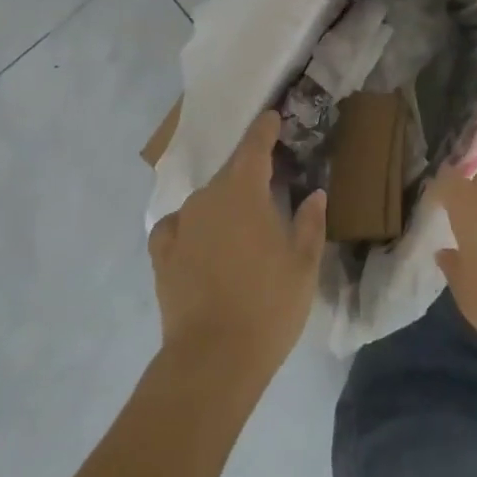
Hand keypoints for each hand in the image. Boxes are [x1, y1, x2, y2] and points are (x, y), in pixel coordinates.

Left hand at [148, 112, 326, 378]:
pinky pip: (178, 227)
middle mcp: (207, 197)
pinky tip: (199, 242)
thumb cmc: (268, 305)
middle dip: (249, 176)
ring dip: (224, 206)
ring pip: (206, 202)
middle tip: (270, 189)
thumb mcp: (303, 264)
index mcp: (243, 191)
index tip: (272, 117)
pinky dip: (191, 228)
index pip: (255, 146)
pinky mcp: (161, 254)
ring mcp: (180, 224)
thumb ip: (310, 222)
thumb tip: (314, 194)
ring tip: (241, 229)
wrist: (213, 359)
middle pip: (231, 174)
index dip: (265, 129)